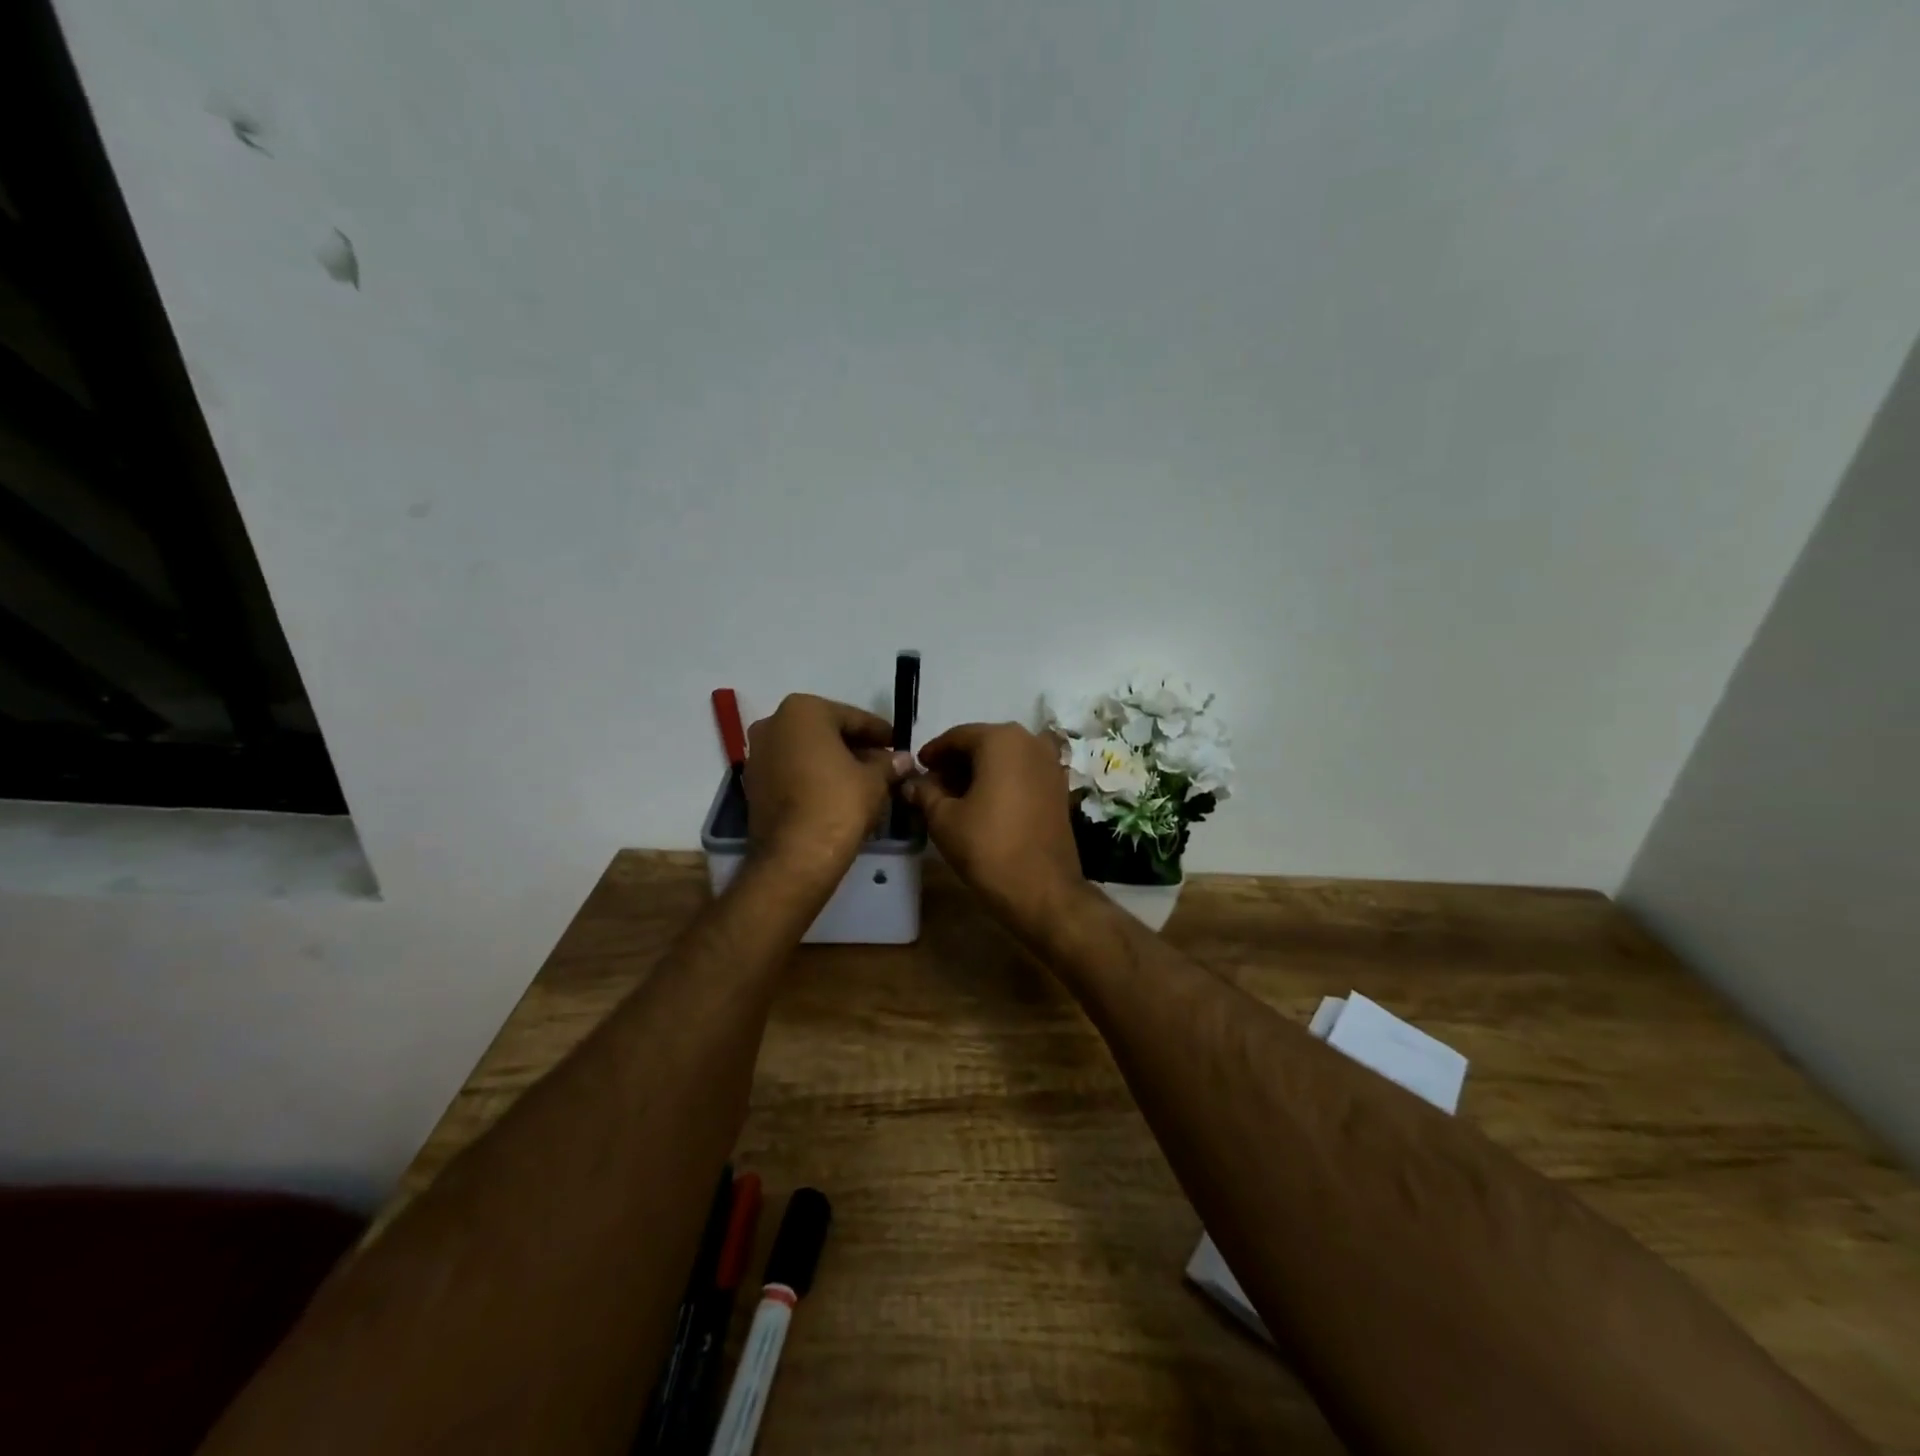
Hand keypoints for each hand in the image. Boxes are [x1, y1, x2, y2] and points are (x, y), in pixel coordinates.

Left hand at [744, 695, 911, 888]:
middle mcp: (773, 724)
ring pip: (808, 753)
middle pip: (827, 732)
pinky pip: (793, 772)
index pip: (853, 717)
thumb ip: (888, 763)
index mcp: (802, 710)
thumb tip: (903, 759)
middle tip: (885, 764)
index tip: (899, 744)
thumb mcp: (874, 780)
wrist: (794, 857)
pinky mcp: (753, 785)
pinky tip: (840, 794)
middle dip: (856, 747)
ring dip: (835, 763)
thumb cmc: (838, 803)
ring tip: (866, 781)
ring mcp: (758, 755)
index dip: (880, 732)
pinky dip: (815, 778)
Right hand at [902, 722, 1086, 928]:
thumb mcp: (944, 819)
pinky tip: (984, 805)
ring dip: (979, 773)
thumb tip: (911, 783)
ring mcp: (1050, 764)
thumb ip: (925, 793)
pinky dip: (1001, 782)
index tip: (917, 769)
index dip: (933, 752)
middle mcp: (1030, 741)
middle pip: (983, 744)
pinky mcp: (1059, 787)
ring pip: (1004, 759)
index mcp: (1001, 740)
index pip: (957, 736)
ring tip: (954, 798)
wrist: (1043, 889)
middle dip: (956, 763)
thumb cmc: (988, 847)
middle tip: (932, 786)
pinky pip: (1022, 773)